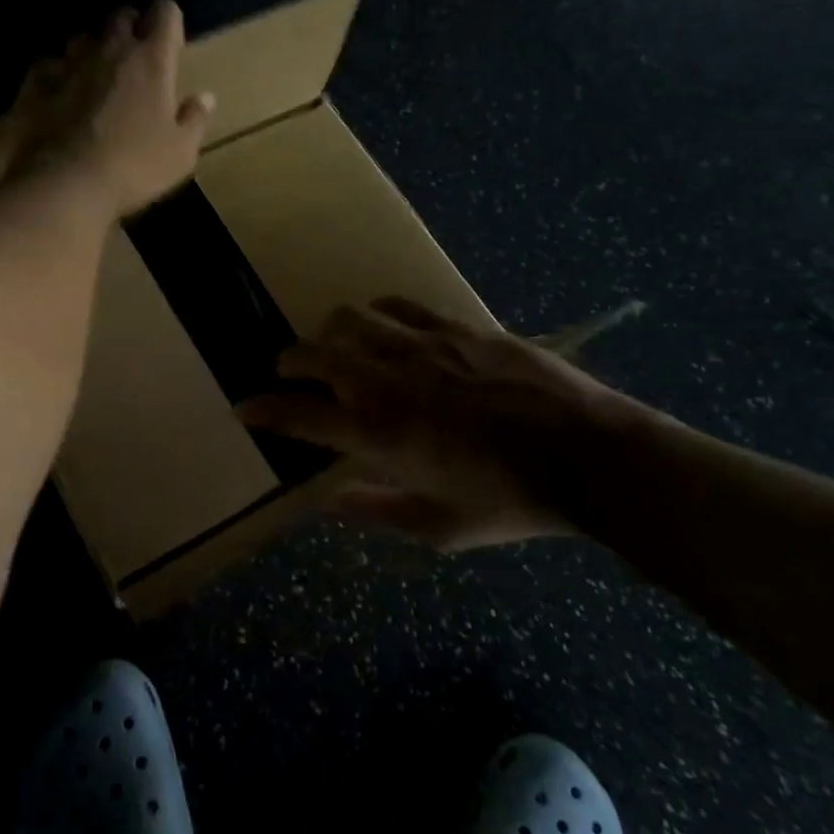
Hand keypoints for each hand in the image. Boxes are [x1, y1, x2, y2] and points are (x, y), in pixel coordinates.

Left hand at [9, 0, 214, 217]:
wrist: (66, 184)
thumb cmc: (134, 168)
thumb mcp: (180, 153)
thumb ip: (194, 120)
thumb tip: (205, 97)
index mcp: (151, 61)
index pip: (165, 12)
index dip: (169, 21)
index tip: (171, 45)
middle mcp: (110, 50)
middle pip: (121, 16)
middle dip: (131, 29)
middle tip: (136, 59)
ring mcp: (69, 64)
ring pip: (83, 39)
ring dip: (92, 51)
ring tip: (96, 77)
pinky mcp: (37, 83)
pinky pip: (48, 66)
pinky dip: (57, 75)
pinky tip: (59, 96)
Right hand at [238, 298, 659, 550]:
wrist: (589, 455)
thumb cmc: (512, 501)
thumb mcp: (441, 526)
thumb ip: (378, 512)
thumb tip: (329, 504)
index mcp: (379, 434)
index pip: (300, 415)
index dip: (265, 409)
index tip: (244, 406)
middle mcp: (388, 381)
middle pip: (315, 354)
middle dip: (289, 361)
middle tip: (285, 370)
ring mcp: (422, 346)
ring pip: (352, 320)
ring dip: (331, 333)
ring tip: (335, 344)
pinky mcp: (456, 327)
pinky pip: (401, 307)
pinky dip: (380, 314)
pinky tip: (386, 325)